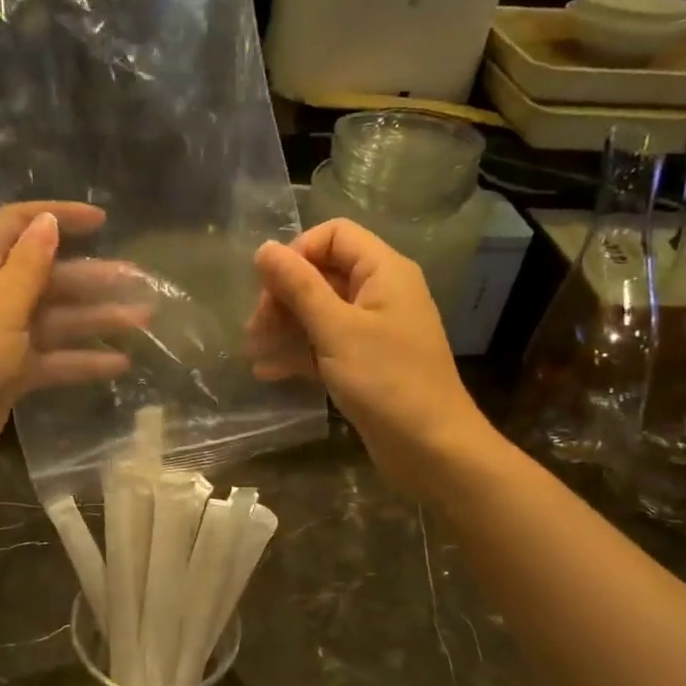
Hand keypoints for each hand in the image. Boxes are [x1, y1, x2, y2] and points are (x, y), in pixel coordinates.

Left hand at [0, 201, 149, 486]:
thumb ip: (28, 266)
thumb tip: (48, 220)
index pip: (17, 226)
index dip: (57, 217)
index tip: (101, 221)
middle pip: (47, 275)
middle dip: (91, 276)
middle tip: (138, 279)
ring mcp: (2, 337)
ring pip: (57, 317)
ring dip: (96, 317)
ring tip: (143, 319)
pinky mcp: (12, 372)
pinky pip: (54, 357)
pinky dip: (83, 359)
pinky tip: (120, 364)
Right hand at [248, 219, 495, 496]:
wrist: (432, 449)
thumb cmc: (386, 381)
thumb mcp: (336, 330)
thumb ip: (298, 287)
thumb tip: (264, 248)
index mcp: (383, 272)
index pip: (334, 235)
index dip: (297, 253)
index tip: (268, 286)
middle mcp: (380, 293)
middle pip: (323, 273)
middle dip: (284, 295)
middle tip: (255, 327)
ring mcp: (373, 329)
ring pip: (320, 311)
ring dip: (285, 326)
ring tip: (253, 350)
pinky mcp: (365, 362)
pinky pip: (326, 344)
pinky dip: (299, 353)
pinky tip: (268, 371)